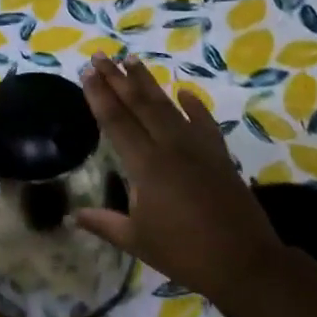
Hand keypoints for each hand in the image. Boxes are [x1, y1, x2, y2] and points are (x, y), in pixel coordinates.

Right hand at [74, 54, 284, 304]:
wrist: (244, 261)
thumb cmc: (184, 252)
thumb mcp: (137, 241)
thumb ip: (104, 223)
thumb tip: (72, 215)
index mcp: (146, 166)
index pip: (116, 121)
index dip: (99, 96)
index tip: (86, 72)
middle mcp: (170, 147)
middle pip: (139, 105)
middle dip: (117, 78)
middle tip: (101, 56)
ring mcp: (198, 147)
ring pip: (168, 106)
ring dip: (148, 82)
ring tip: (131, 60)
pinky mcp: (220, 154)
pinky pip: (204, 122)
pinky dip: (194, 105)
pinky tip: (184, 92)